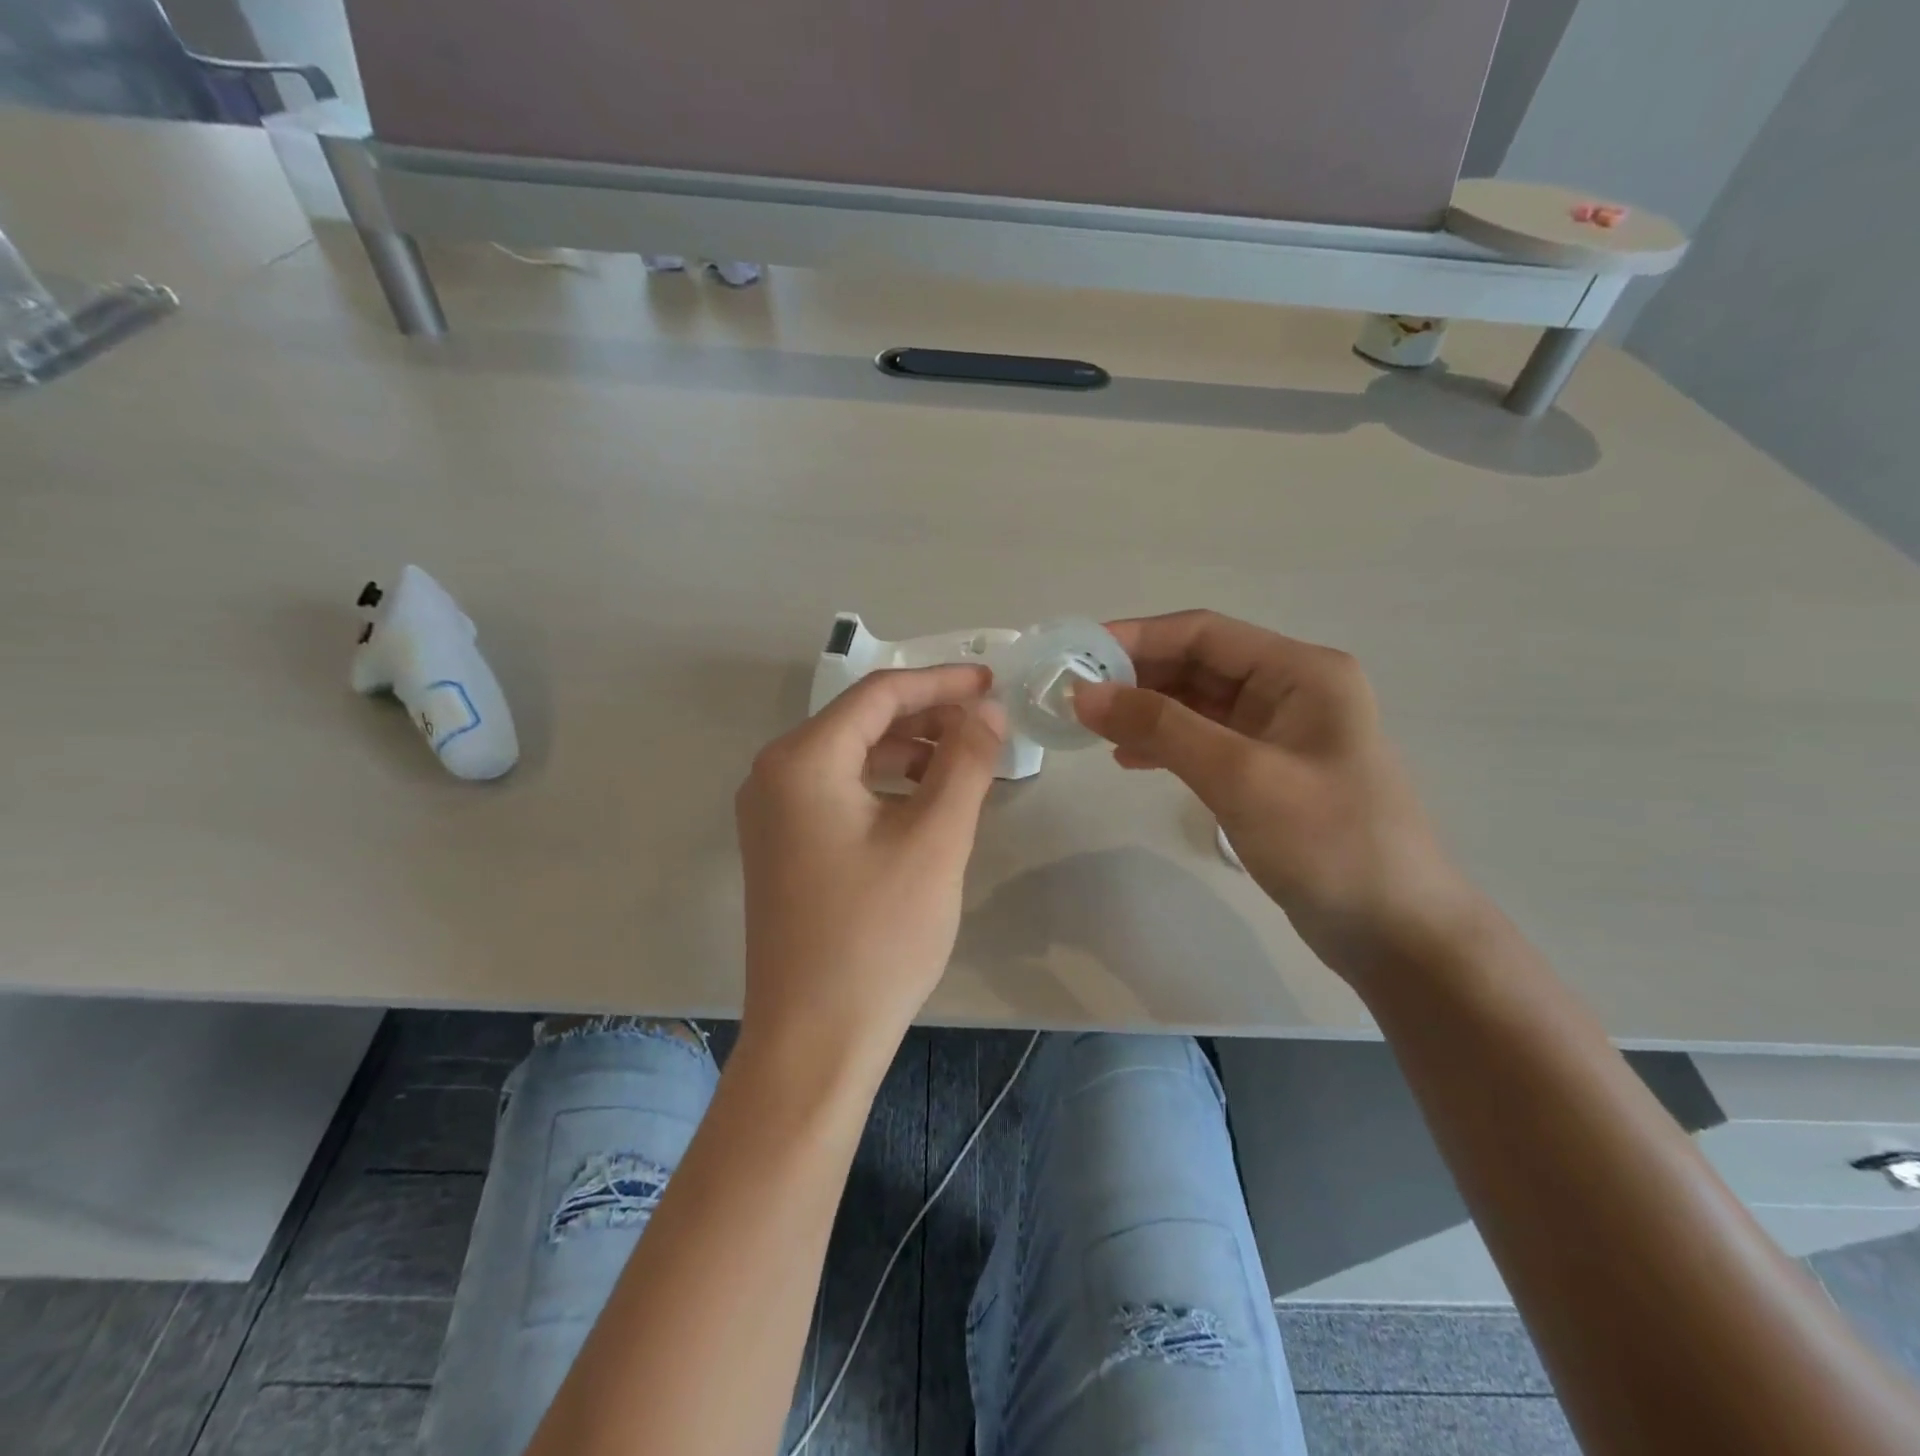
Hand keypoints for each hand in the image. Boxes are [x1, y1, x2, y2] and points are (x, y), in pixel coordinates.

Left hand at [735, 666, 1004, 1072]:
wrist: (814, 1040)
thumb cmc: (877, 935)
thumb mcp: (935, 839)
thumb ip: (965, 762)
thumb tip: (986, 710)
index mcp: (801, 760)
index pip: (879, 695)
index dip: (941, 683)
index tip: (993, 682)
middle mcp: (774, 776)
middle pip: (861, 722)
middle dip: (927, 718)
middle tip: (987, 726)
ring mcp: (772, 814)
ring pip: (852, 758)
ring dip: (910, 753)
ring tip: (966, 764)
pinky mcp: (783, 847)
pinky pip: (840, 793)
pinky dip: (887, 786)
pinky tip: (927, 803)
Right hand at [1072, 610, 1482, 980]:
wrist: (1397, 933)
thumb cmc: (1329, 844)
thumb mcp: (1241, 777)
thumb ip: (1161, 728)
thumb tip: (1085, 694)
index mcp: (1301, 672)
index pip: (1204, 633)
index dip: (1136, 638)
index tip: (1077, 656)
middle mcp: (1292, 690)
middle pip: (1199, 664)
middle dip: (1136, 676)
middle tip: (1074, 696)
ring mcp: (1281, 733)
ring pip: (1197, 704)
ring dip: (1146, 710)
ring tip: (1092, 729)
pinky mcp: (1269, 772)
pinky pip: (1206, 741)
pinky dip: (1166, 744)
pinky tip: (1129, 759)